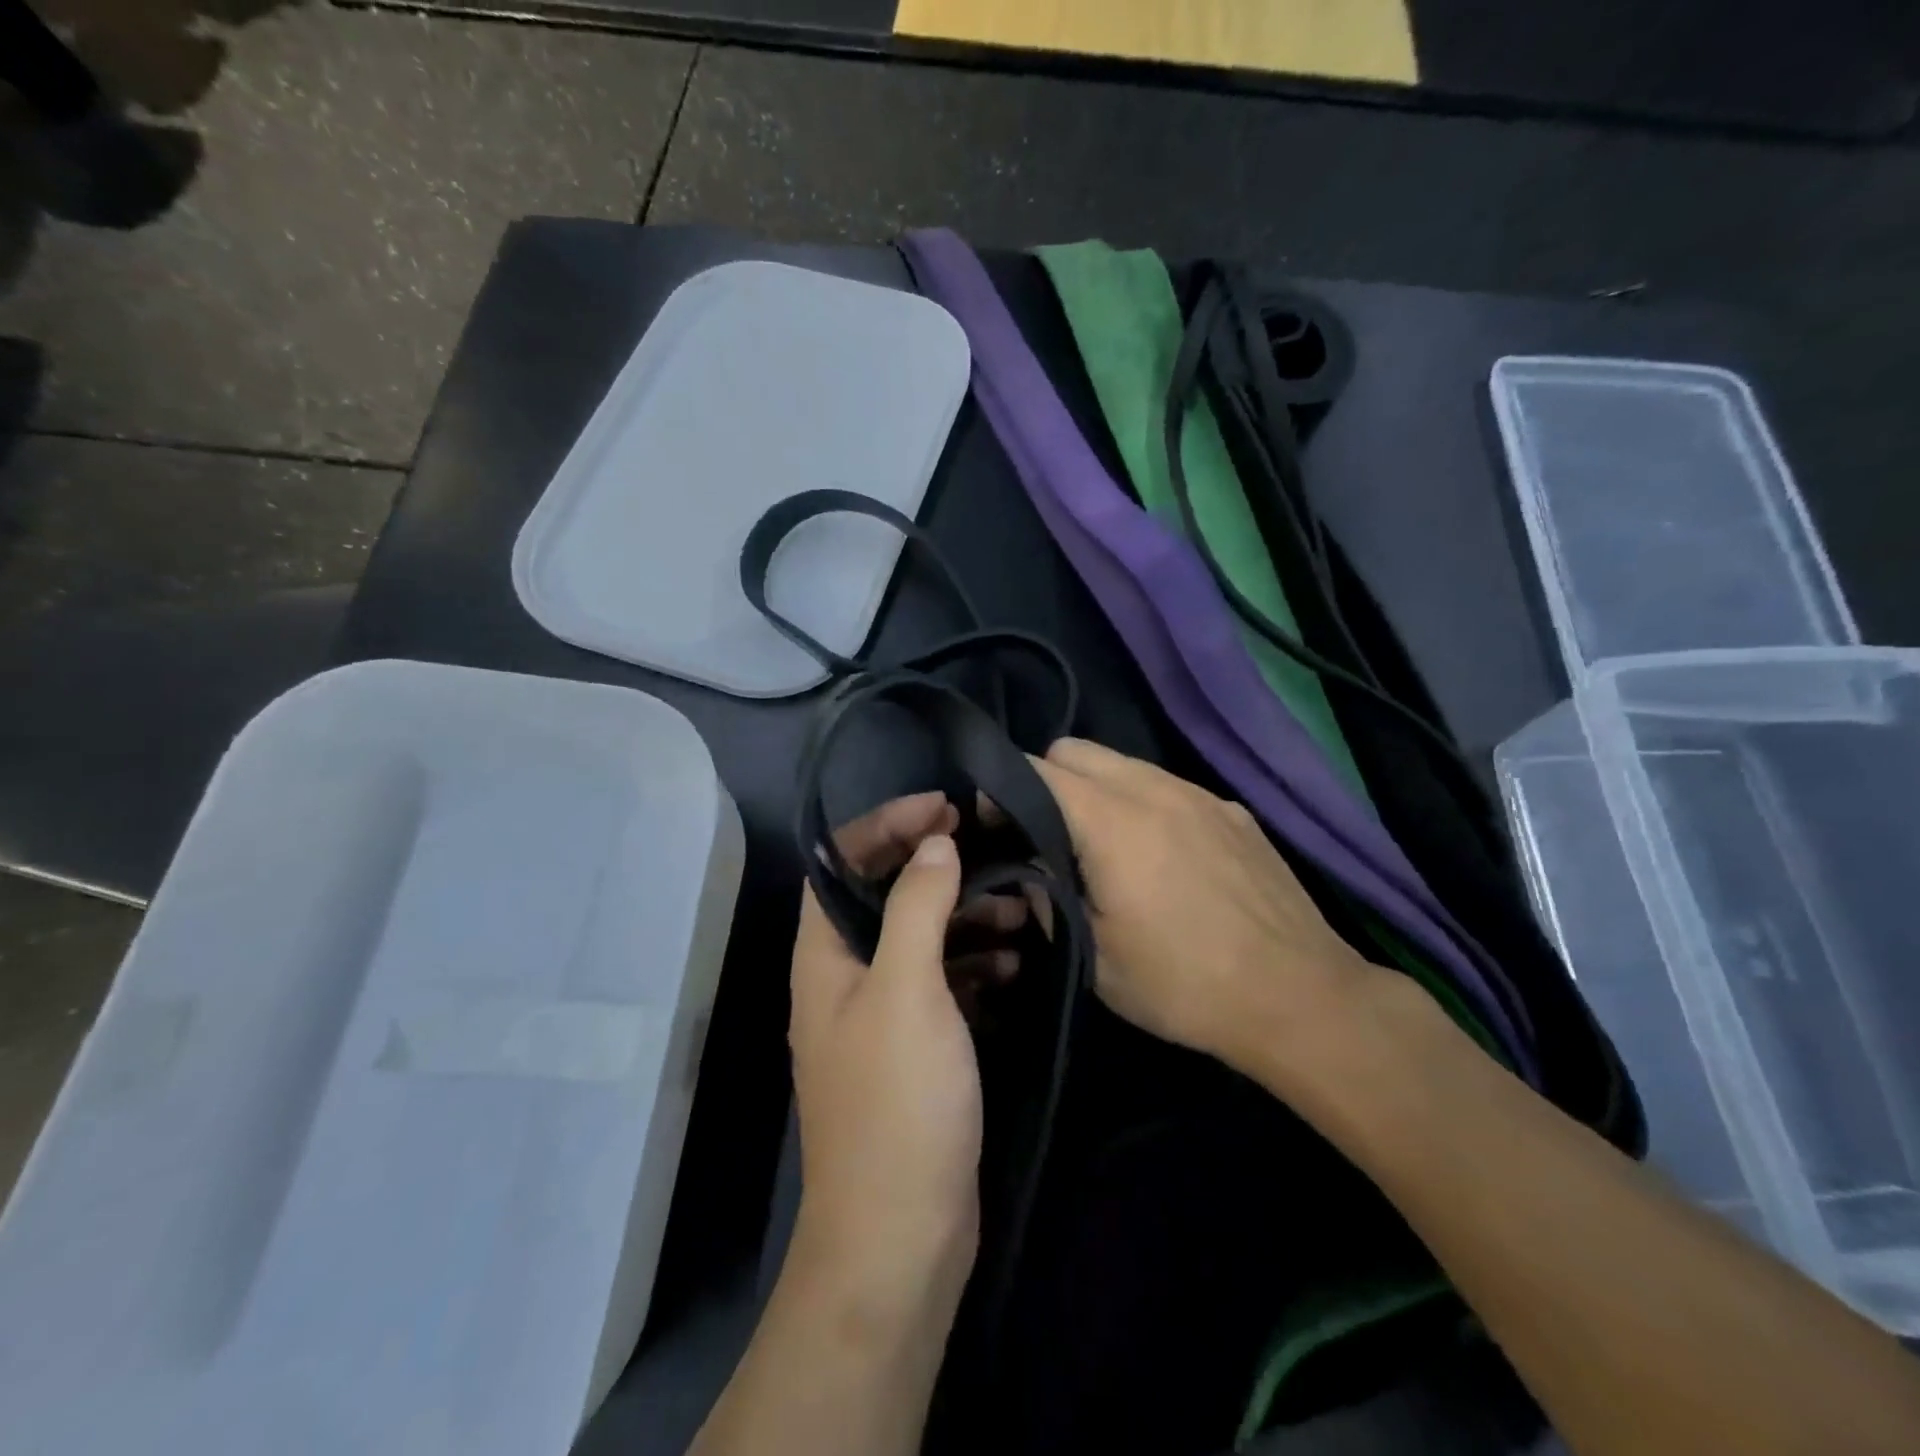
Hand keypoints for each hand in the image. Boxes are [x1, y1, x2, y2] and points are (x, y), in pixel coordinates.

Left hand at [787, 793, 1011, 1321]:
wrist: (901, 1235)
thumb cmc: (897, 1102)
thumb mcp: (907, 990)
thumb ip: (916, 908)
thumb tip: (934, 845)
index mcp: (824, 955)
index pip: (840, 862)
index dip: (885, 824)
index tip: (943, 808)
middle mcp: (844, 977)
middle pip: (883, 895)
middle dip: (933, 866)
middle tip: (990, 849)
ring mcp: (881, 1015)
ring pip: (920, 939)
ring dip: (964, 916)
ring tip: (1019, 907)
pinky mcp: (917, 1047)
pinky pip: (944, 984)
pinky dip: (976, 965)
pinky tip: (1017, 964)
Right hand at [1032, 738, 1382, 1077]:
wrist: (1299, 997)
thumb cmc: (1184, 983)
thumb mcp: (1094, 956)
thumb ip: (1047, 897)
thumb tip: (1029, 868)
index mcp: (1112, 821)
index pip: (1036, 770)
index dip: (1003, 790)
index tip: (994, 825)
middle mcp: (1154, 788)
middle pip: (1076, 749)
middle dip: (1046, 780)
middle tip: (1046, 834)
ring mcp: (1199, 794)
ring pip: (1123, 763)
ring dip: (1096, 789)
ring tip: (1102, 844)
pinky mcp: (1232, 810)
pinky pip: (1167, 785)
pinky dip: (1143, 802)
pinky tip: (1161, 855)